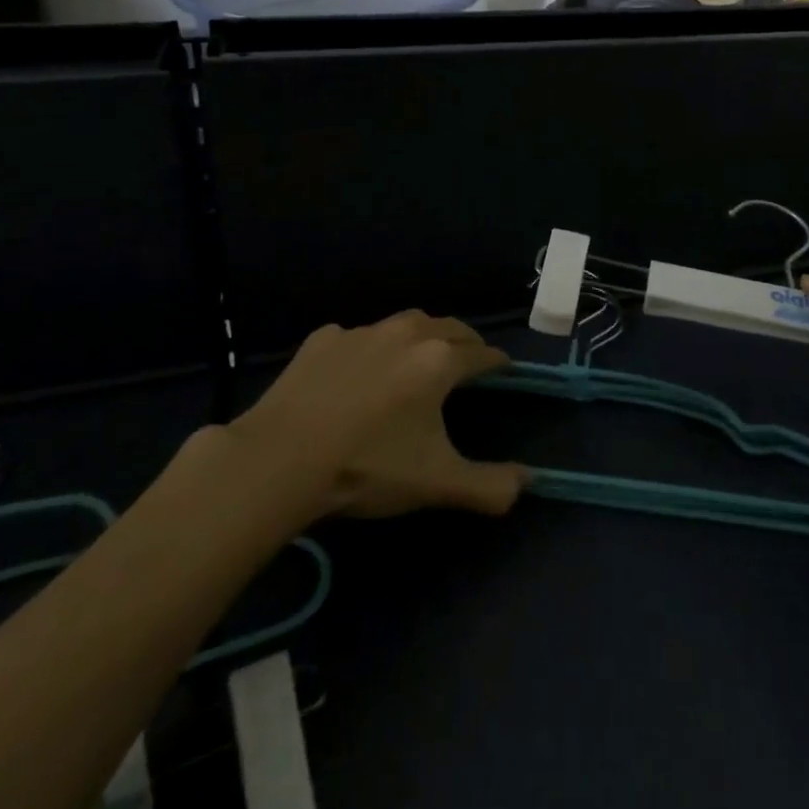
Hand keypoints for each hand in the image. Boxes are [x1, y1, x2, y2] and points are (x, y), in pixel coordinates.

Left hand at [230, 310, 526, 520]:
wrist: (279, 459)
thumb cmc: (368, 466)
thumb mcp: (436, 483)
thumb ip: (491, 485)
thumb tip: (529, 481)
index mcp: (440, 360)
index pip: (482, 353)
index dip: (498, 362)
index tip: (504, 369)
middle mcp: (406, 334)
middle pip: (449, 327)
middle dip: (465, 341)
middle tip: (468, 360)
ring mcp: (362, 332)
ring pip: (405, 324)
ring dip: (420, 336)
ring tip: (419, 358)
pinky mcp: (323, 340)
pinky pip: (358, 337)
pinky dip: (370, 348)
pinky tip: (358, 372)